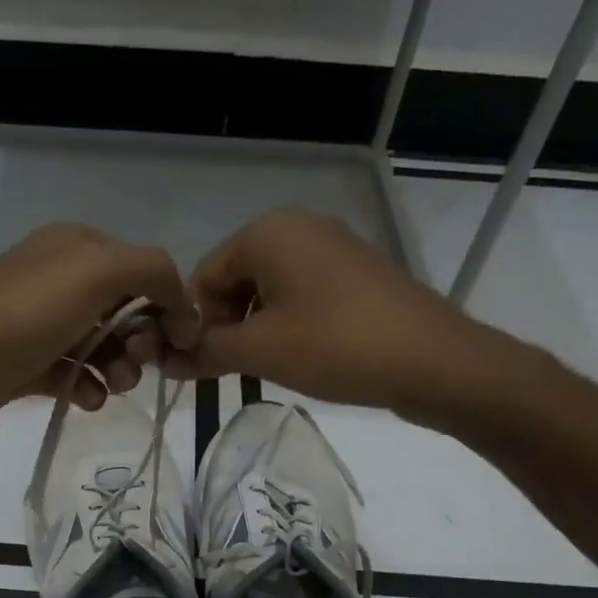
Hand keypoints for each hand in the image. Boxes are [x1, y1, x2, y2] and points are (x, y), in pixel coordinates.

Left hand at [0, 224, 199, 457]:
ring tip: (115, 387)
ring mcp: (38, 325)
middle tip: (139, 364)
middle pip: (125, 309)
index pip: (143, 269)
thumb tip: (181, 304)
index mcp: (76, 247)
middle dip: (142, 338)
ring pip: (101, 344)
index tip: (183, 342)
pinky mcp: (24, 366)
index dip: (169, 303)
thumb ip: (153, 271)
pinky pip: (72, 374)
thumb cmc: (22, 316)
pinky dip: (87, 387)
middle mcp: (58, 280)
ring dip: (120, 367)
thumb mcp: (96, 272)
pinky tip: (85, 400)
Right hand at [166, 208, 517, 419]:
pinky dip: (287, 324)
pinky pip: (301, 294)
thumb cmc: (336, 345)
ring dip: (255, 330)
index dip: (194, 324)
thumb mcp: (260, 351)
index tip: (197, 367)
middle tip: (232, 370)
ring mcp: (332, 247)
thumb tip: (163, 360)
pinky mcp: (355, 273)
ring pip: (268, 291)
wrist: (434, 360)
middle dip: (225, 326)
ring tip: (267, 368)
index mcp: (267, 231)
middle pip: (234, 281)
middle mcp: (298, 227)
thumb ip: (205, 352)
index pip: (203, 278)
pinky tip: (300, 356)